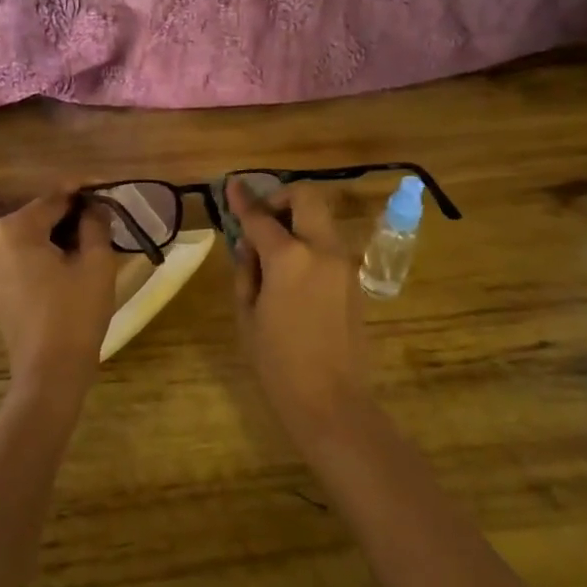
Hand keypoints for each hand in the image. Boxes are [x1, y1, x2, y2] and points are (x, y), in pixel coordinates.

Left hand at [0, 192, 117, 400]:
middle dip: (71, 214)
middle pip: (39, 216)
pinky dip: (43, 253)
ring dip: (58, 234)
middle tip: (104, 216)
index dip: (84, 191)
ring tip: (92, 238)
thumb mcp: (96, 263)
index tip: (108, 187)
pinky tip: (69, 260)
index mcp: (14, 229)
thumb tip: (94, 207)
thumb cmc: (75, 314)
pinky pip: (20, 257)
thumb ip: (95, 224)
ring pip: (29, 236)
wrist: (49, 373)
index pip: (54, 198)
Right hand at [228, 180, 368, 441]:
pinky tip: (292, 275)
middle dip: (281, 199)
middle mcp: (321, 250)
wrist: (331, 400)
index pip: (260, 217)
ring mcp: (343, 263)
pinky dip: (309, 244)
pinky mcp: (354, 280)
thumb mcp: (248, 314)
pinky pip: (329, 246)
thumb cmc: (278, 362)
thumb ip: (247, 270)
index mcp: (289, 258)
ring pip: (321, 220)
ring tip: (274, 253)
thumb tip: (251, 246)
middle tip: (262, 220)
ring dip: (297, 222)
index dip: (243, 200)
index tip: (232, 185)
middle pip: (306, 198)